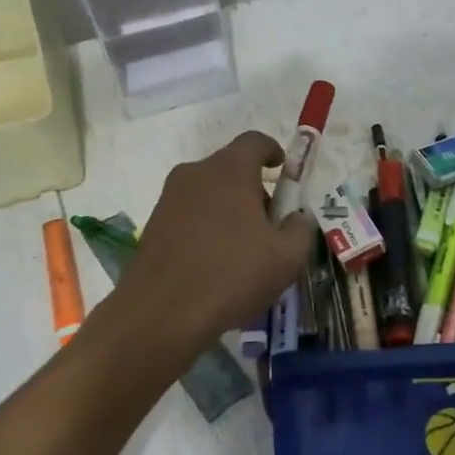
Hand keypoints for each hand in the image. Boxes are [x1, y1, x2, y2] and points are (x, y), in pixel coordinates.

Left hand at [101, 131, 317, 357]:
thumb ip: (301, 229)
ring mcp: (169, 199)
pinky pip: (190, 215)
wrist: (161, 313)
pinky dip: (207, 228)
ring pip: (209, 192)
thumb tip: (298, 218)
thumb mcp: (287, 257)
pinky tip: (217, 265)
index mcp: (229, 170)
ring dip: (230, 210)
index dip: (273, 151)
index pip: (255, 141)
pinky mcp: (153, 225)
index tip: (284, 171)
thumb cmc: (232, 275)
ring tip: (244, 250)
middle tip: (271, 224)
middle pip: (231, 168)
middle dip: (254, 189)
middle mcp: (195, 174)